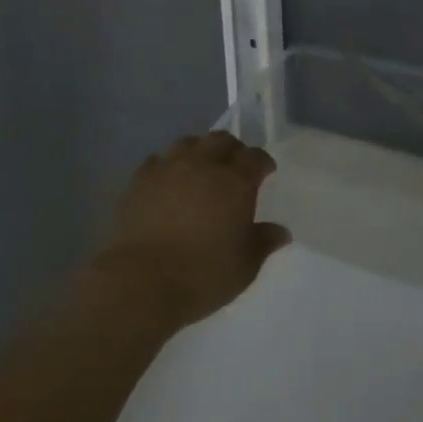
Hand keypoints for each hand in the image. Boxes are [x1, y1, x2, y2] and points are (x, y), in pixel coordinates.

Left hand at [92, 131, 290, 330]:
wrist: (142, 281)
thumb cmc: (203, 274)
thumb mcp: (245, 265)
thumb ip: (264, 242)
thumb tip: (282, 232)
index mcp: (235, 182)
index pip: (255, 157)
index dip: (262, 162)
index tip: (265, 172)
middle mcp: (203, 165)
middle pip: (221, 140)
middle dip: (232, 150)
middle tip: (234, 167)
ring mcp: (168, 168)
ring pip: (188, 143)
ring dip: (199, 151)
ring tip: (200, 168)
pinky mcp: (140, 180)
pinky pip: (158, 161)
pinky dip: (167, 166)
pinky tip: (167, 182)